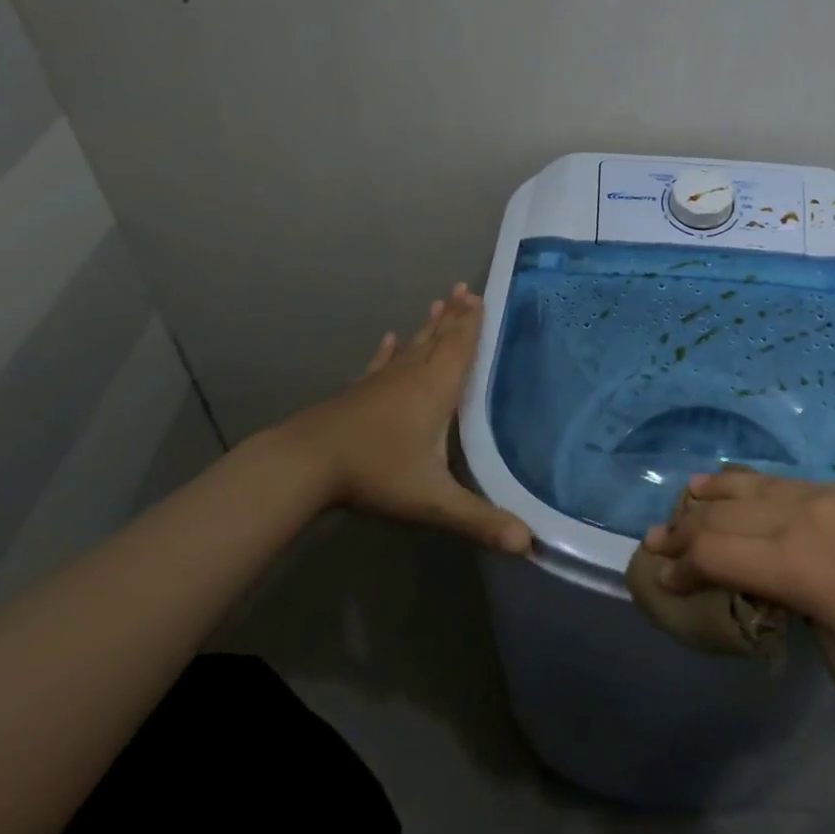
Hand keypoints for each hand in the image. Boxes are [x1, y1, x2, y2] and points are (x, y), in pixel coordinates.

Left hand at [269, 285, 531, 553]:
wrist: (306, 463)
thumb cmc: (376, 472)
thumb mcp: (433, 499)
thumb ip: (479, 520)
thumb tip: (528, 544)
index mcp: (435, 389)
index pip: (459, 347)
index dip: (471, 323)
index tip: (479, 295)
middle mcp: (412, 376)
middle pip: (438, 338)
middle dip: (454, 315)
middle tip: (464, 289)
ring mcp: (382, 382)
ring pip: (412, 345)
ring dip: (428, 326)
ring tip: (438, 303)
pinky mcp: (359, 392)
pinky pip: (380, 363)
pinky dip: (388, 350)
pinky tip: (389, 338)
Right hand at [641, 470, 834, 701]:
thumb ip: (804, 620)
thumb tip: (794, 596)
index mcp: (797, 565)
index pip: (717, 556)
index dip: (681, 566)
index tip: (660, 578)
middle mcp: (804, 517)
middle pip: (727, 514)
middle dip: (686, 527)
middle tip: (655, 536)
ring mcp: (833, 493)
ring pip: (760, 486)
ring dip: (718, 493)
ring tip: (689, 494)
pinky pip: (798, 485)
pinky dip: (764, 489)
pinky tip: (756, 491)